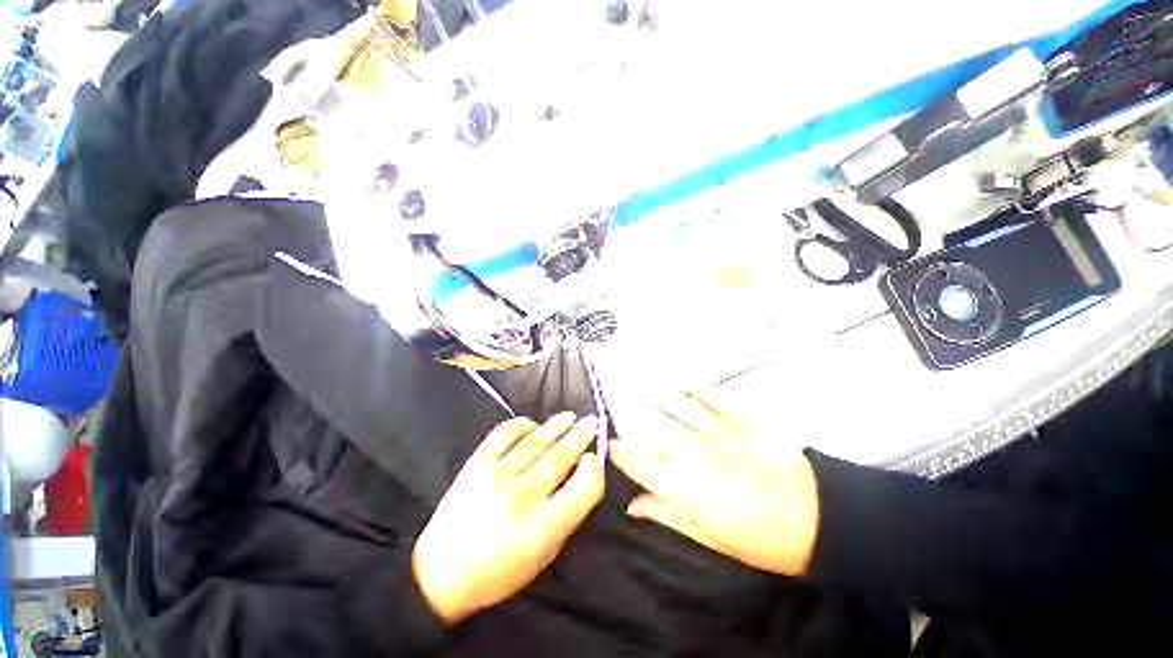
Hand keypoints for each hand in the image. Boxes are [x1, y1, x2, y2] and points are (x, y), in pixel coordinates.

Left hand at [413, 412, 603, 624]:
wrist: (440, 573)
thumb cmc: (498, 572)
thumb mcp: (543, 556)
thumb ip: (566, 516)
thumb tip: (579, 476)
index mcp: (543, 527)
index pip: (584, 487)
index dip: (594, 470)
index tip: (592, 460)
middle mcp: (522, 497)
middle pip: (560, 457)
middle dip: (580, 436)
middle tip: (592, 422)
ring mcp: (497, 475)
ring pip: (536, 441)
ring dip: (557, 425)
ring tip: (570, 417)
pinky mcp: (477, 463)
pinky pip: (505, 433)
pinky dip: (522, 425)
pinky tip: (533, 425)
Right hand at [610, 393, 819, 575]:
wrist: (819, 518)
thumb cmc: (763, 539)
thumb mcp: (711, 539)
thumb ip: (668, 516)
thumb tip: (634, 506)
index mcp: (685, 487)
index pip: (640, 465)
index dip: (621, 454)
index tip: (610, 446)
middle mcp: (694, 453)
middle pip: (654, 431)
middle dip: (636, 424)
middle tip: (627, 420)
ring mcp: (716, 431)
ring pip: (676, 408)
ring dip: (656, 399)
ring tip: (641, 390)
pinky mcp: (740, 418)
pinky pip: (712, 397)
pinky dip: (697, 390)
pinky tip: (685, 385)